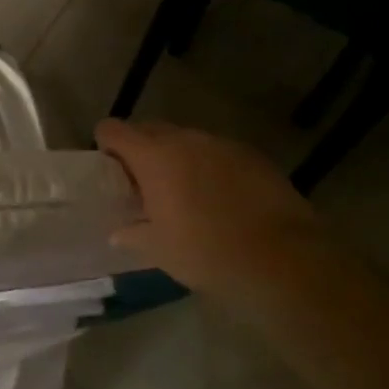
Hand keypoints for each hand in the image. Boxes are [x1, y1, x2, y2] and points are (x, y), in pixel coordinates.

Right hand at [96, 118, 325, 307]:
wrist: (282, 259)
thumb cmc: (206, 252)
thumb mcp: (158, 250)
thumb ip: (132, 234)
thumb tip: (119, 233)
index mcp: (153, 157)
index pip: (113, 129)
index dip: (106, 144)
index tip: (111, 170)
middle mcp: (185, 140)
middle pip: (150, 129)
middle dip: (141, 150)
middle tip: (144, 184)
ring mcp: (222, 145)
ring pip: (187, 140)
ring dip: (178, 158)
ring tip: (185, 192)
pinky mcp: (253, 156)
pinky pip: (218, 153)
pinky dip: (210, 167)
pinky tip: (220, 198)